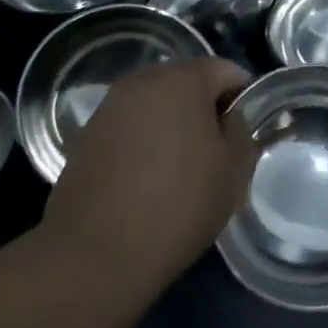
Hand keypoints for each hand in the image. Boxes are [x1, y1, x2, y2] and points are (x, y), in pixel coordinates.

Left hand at [41, 58, 256, 296]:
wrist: (94, 256)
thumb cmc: (178, 205)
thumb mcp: (234, 170)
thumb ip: (241, 131)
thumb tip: (229, 119)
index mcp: (183, 79)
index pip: (226, 71)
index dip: (242, 99)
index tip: (243, 134)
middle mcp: (142, 81)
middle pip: (187, 82)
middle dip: (204, 108)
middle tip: (214, 151)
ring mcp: (109, 108)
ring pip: (155, 104)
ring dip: (171, 124)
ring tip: (178, 167)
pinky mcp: (85, 137)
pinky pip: (128, 127)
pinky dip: (142, 142)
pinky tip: (145, 180)